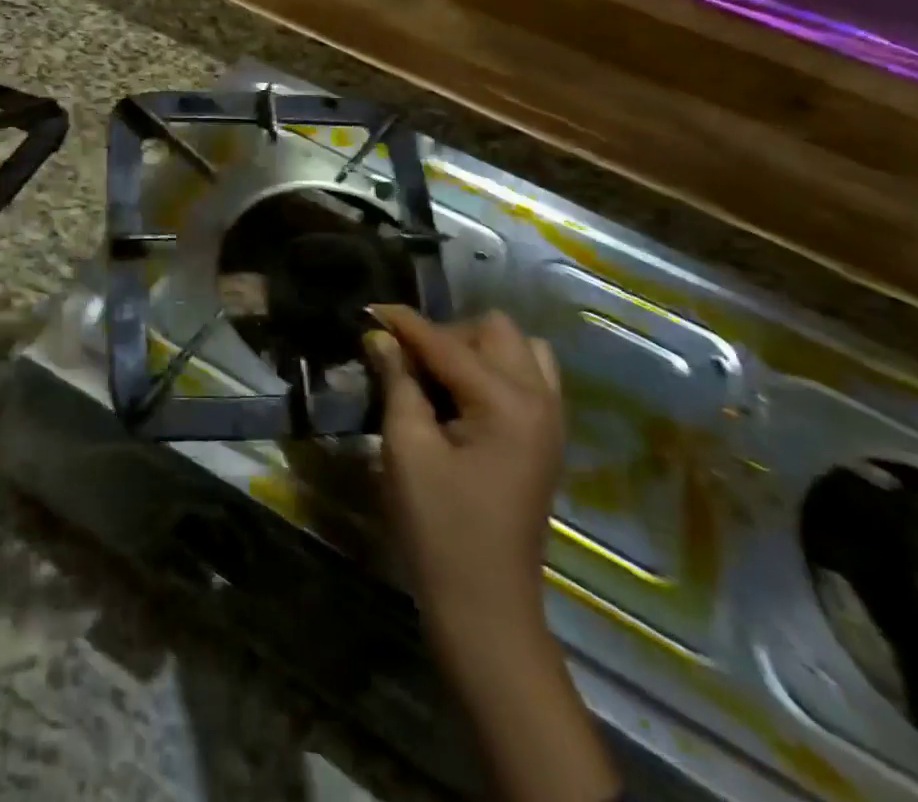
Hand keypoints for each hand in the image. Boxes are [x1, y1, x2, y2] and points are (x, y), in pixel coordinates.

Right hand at [365, 307, 618, 801]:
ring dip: (474, 348)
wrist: (486, 606)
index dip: (403, 323)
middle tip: (405, 360)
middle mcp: (540, 399)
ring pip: (517, 348)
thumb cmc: (439, 527)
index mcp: (506, 402)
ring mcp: (550, 419)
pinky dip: (494, 370)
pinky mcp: (546, 438)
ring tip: (436, 376)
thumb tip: (380, 336)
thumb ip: (398, 381)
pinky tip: (462, 396)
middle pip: (493, 330)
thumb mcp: (406, 448)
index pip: (446, 341)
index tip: (367, 310)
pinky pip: (528, 377)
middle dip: (445, 333)